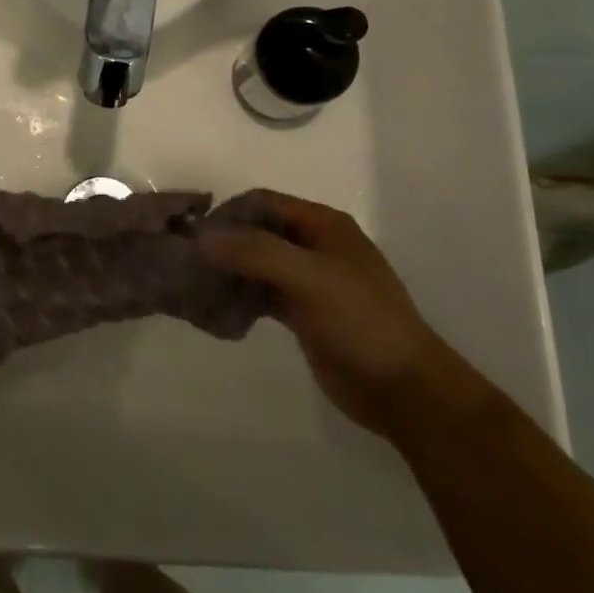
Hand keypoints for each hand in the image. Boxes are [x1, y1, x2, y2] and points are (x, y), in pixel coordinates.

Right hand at [203, 191, 457, 434]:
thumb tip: (202, 236)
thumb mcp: (309, 278)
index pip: (264, 203)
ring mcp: (309, 281)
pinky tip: (219, 311)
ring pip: (257, 264)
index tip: (196, 237)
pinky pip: (262, 294)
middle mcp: (315, 246)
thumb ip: (256, 251)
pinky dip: (241, 297)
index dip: (230, 214)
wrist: (404, 389)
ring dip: (229, 272)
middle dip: (225, 244)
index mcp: (324, 225)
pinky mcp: (303, 313)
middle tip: (189, 265)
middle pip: (258, 231)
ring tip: (197, 289)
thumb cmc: (361, 321)